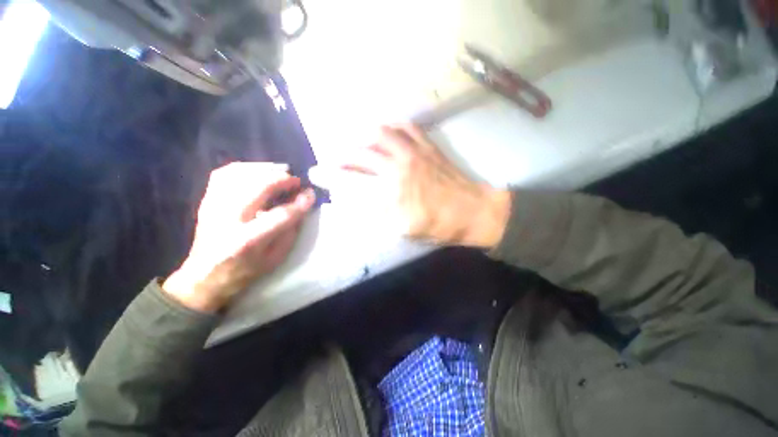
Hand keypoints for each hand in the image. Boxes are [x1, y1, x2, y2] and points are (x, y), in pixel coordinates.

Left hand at [163, 162, 314, 311]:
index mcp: (248, 240)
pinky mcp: (206, 201)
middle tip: (296, 181)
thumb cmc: (244, 271)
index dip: (300, 202)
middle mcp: (228, 219)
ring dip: (264, 169)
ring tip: (280, 173)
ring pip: (239, 174)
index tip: (311, 194)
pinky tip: (258, 172)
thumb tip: (301, 206)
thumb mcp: (275, 259)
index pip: (281, 215)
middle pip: (258, 187)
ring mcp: (213, 207)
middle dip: (282, 179)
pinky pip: (223, 174)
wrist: (204, 277)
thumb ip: (291, 231)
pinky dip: (244, 168)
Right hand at [311, 124, 509, 247]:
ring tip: (353, 141)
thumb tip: (360, 200)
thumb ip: (379, 213)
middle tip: (331, 158)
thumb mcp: (404, 230)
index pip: (351, 181)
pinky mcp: (427, 147)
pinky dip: (391, 125)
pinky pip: (406, 127)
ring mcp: (414, 153)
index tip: (315, 172)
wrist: (473, 211)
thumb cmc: (439, 226)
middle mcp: (397, 168)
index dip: (329, 176)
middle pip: (360, 154)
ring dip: (361, 137)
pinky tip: (384, 128)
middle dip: (340, 155)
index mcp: (391, 193)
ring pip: (380, 134)